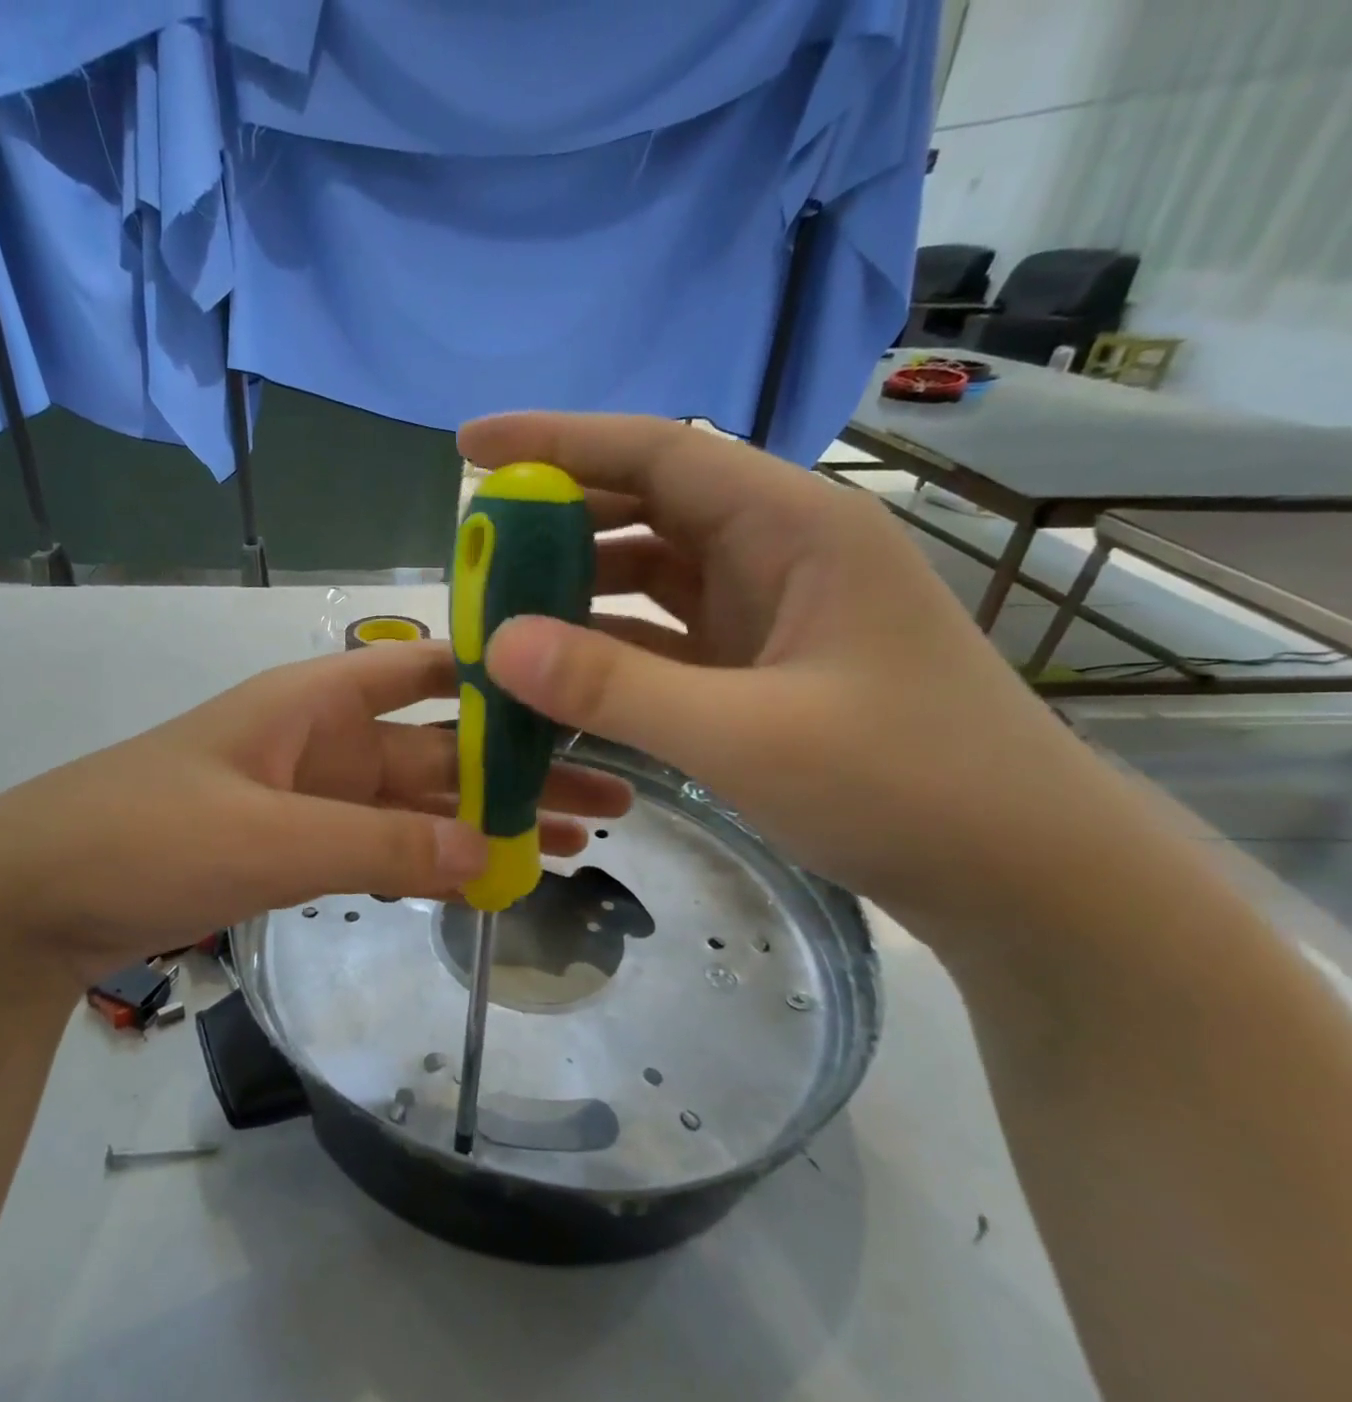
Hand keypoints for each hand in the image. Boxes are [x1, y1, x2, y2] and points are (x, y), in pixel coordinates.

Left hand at [0, 640, 632, 979]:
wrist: (34, 896)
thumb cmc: (142, 836)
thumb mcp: (268, 837)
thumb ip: (379, 847)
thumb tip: (492, 853)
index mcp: (317, 702)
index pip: (427, 668)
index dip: (499, 671)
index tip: (575, 687)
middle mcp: (325, 742)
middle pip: (442, 749)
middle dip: (522, 769)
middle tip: (612, 792)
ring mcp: (313, 799)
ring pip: (421, 806)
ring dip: (490, 820)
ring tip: (577, 838)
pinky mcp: (296, 850)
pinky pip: (384, 849)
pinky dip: (434, 861)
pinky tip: (489, 875)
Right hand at [460, 411, 1115, 919]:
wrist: (1019, 873)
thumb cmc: (907, 786)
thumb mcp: (747, 735)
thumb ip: (615, 685)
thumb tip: (497, 643)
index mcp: (793, 526)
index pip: (657, 451)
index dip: (558, 440)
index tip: (471, 446)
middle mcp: (777, 551)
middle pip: (645, 507)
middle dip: (555, 520)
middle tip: (472, 550)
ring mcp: (766, 612)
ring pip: (648, 573)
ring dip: (574, 587)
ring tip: (497, 612)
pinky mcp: (755, 667)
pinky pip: (659, 635)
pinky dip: (604, 645)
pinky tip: (554, 669)